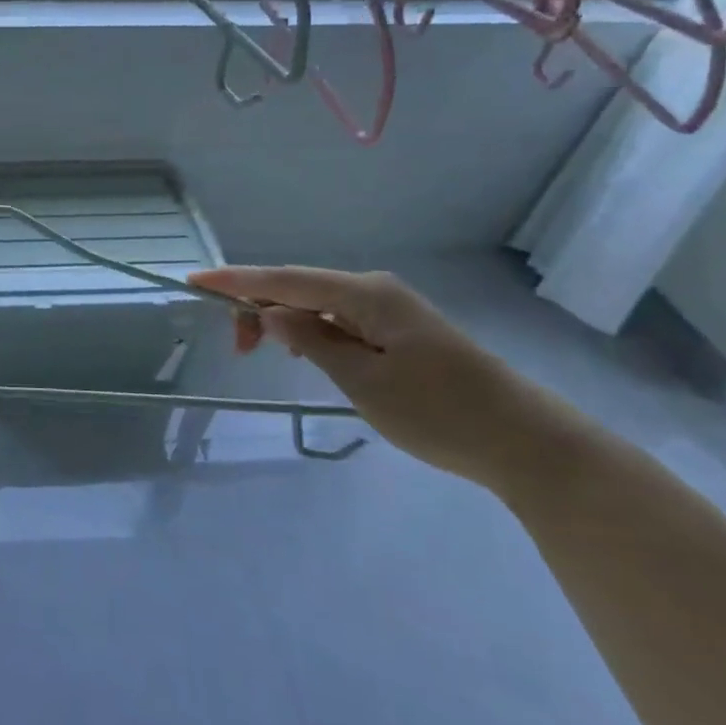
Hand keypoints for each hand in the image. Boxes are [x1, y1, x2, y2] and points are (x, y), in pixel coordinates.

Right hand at [188, 266, 583, 492]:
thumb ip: (311, 341)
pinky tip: (307, 352)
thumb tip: (271, 313)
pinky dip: (313, 330)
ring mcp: (391, 309)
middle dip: (259, 307)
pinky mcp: (402, 330)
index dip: (236, 280)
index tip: (195, 281)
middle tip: (238, 350)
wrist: (530, 446)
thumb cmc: (441, 414)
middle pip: (299, 287)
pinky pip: (341, 318)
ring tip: (266, 354)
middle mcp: (375, 290)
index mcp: (365, 294)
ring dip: (285, 321)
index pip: (285, 279)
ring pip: (318, 303)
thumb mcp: (364, 382)